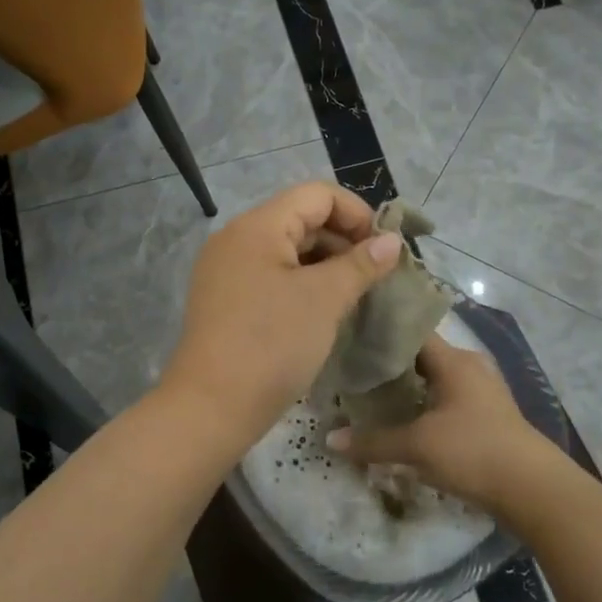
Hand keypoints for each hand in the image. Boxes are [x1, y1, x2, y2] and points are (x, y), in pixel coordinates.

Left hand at [158, 181, 402, 447]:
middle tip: (376, 276)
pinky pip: (270, 278)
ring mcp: (225, 272)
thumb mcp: (324, 300)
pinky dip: (300, 286)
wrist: (212, 406)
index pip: (316, 195)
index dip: (357, 214)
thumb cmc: (272, 344)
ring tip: (355, 296)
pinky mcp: (224, 302)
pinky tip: (323, 312)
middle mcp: (235, 240)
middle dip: (343, 241)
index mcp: (256, 227)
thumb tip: (390, 242)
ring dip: (325, 266)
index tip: (384, 250)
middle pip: (300, 220)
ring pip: (286, 252)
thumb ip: (360, 264)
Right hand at [325, 334, 549, 513]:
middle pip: (420, 355)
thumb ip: (373, 441)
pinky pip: (445, 399)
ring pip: (434, 379)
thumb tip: (330, 439)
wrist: (533, 489)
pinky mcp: (485, 415)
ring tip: (369, 393)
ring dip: (406, 386)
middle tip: (351, 368)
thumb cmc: (473, 451)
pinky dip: (422, 404)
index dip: (381, 330)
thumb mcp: (417, 446)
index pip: (412, 331)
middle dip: (388, 362)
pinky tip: (401, 418)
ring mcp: (480, 391)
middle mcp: (469, 367)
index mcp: (454, 360)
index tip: (349, 335)